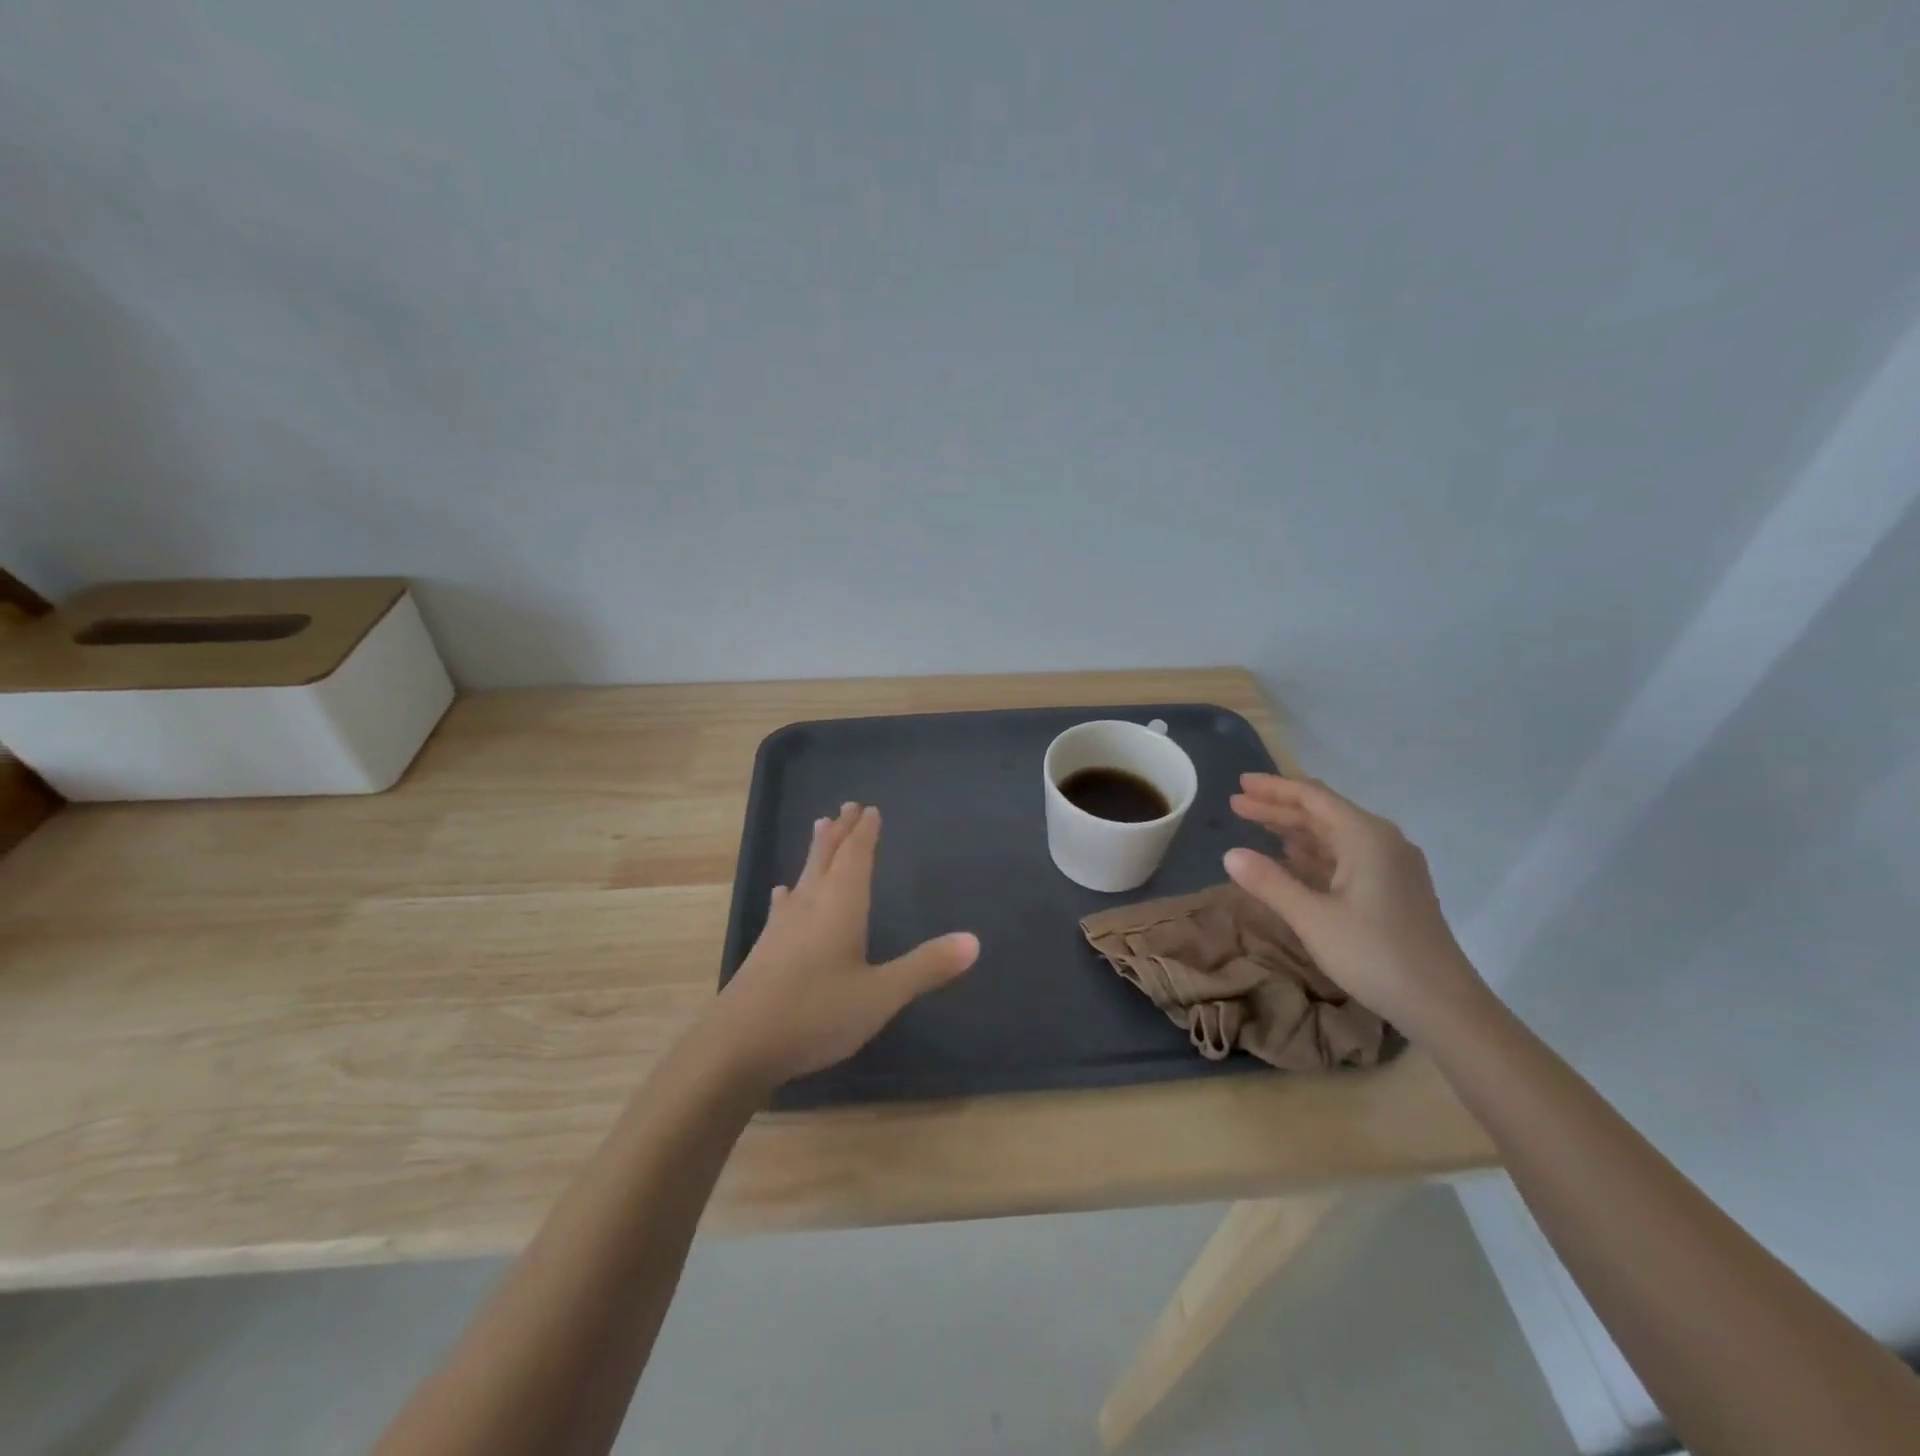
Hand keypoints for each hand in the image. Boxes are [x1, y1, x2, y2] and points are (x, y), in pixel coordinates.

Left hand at [709, 802, 979, 1088]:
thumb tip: (974, 940)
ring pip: (804, 876)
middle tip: (847, 806)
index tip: (869, 809)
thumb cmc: (816, 1014)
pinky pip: (784, 904)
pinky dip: (790, 891)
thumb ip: (926, 967)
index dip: (865, 833)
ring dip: (816, 851)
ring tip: (819, 828)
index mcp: (840, 907)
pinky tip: (782, 893)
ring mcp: (783, 927)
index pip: (856, 857)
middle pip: (827, 857)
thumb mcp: (881, 995)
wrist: (737, 1046)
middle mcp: (810, 906)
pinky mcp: (765, 949)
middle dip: (841, 831)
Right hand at [1223, 774, 1488, 1035]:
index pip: (1312, 798)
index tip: (1240, 783)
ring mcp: (1390, 866)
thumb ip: (1270, 882)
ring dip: (1294, 829)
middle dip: (1278, 807)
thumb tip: (1230, 854)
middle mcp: (1381, 842)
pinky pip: (1345, 856)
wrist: (1443, 1005)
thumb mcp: (1313, 918)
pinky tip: (1292, 857)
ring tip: (1255, 825)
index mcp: (1366, 837)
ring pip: (1333, 835)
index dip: (1274, 788)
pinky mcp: (1392, 889)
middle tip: (1236, 804)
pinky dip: (1313, 851)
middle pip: (1322, 813)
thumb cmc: (1375, 954)